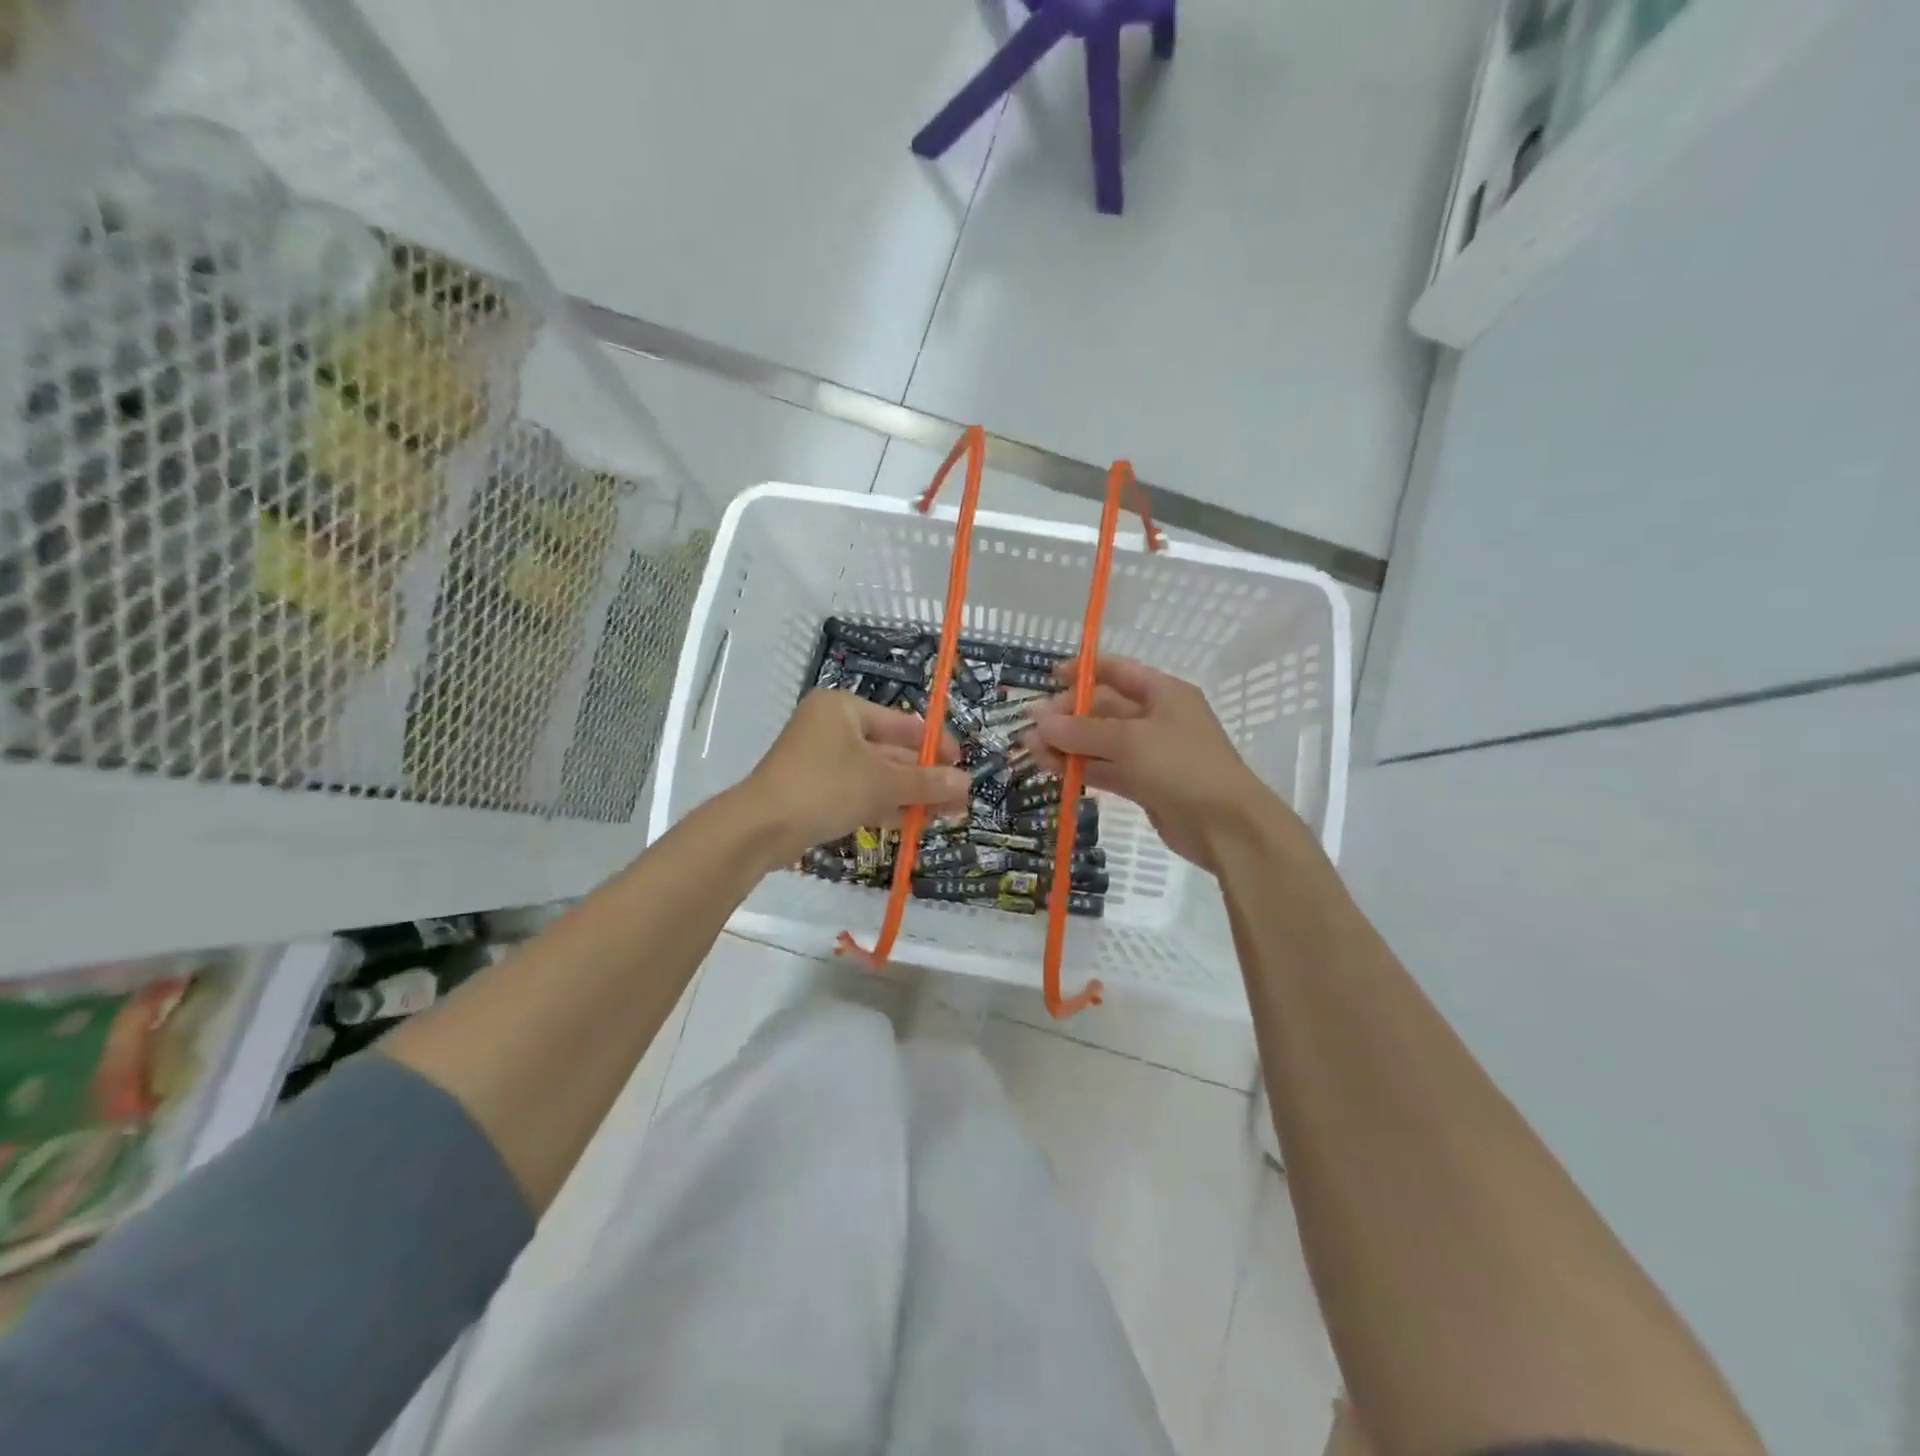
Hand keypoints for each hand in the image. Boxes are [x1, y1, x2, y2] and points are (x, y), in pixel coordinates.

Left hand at [743, 690, 970, 863]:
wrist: (760, 828)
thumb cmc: (825, 787)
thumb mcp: (882, 783)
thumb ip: (926, 782)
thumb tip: (966, 783)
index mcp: (844, 709)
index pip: (902, 723)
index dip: (936, 745)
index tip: (962, 766)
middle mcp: (832, 728)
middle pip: (891, 751)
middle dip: (925, 777)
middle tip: (958, 800)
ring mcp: (821, 761)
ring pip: (876, 775)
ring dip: (910, 795)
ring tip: (946, 816)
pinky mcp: (815, 791)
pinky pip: (859, 792)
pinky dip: (885, 805)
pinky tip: (914, 823)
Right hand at [1021, 657, 1303, 875]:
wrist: (1226, 825)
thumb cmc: (1182, 766)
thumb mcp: (1128, 741)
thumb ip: (1081, 731)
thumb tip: (1038, 722)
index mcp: (1163, 692)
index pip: (1116, 670)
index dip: (1082, 671)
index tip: (1048, 678)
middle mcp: (1156, 717)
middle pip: (1103, 707)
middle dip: (1067, 714)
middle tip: (1031, 725)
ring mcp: (1150, 753)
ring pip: (1100, 742)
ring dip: (1067, 744)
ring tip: (1030, 749)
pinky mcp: (1144, 784)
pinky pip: (1105, 768)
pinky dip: (1080, 768)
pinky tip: (1050, 769)